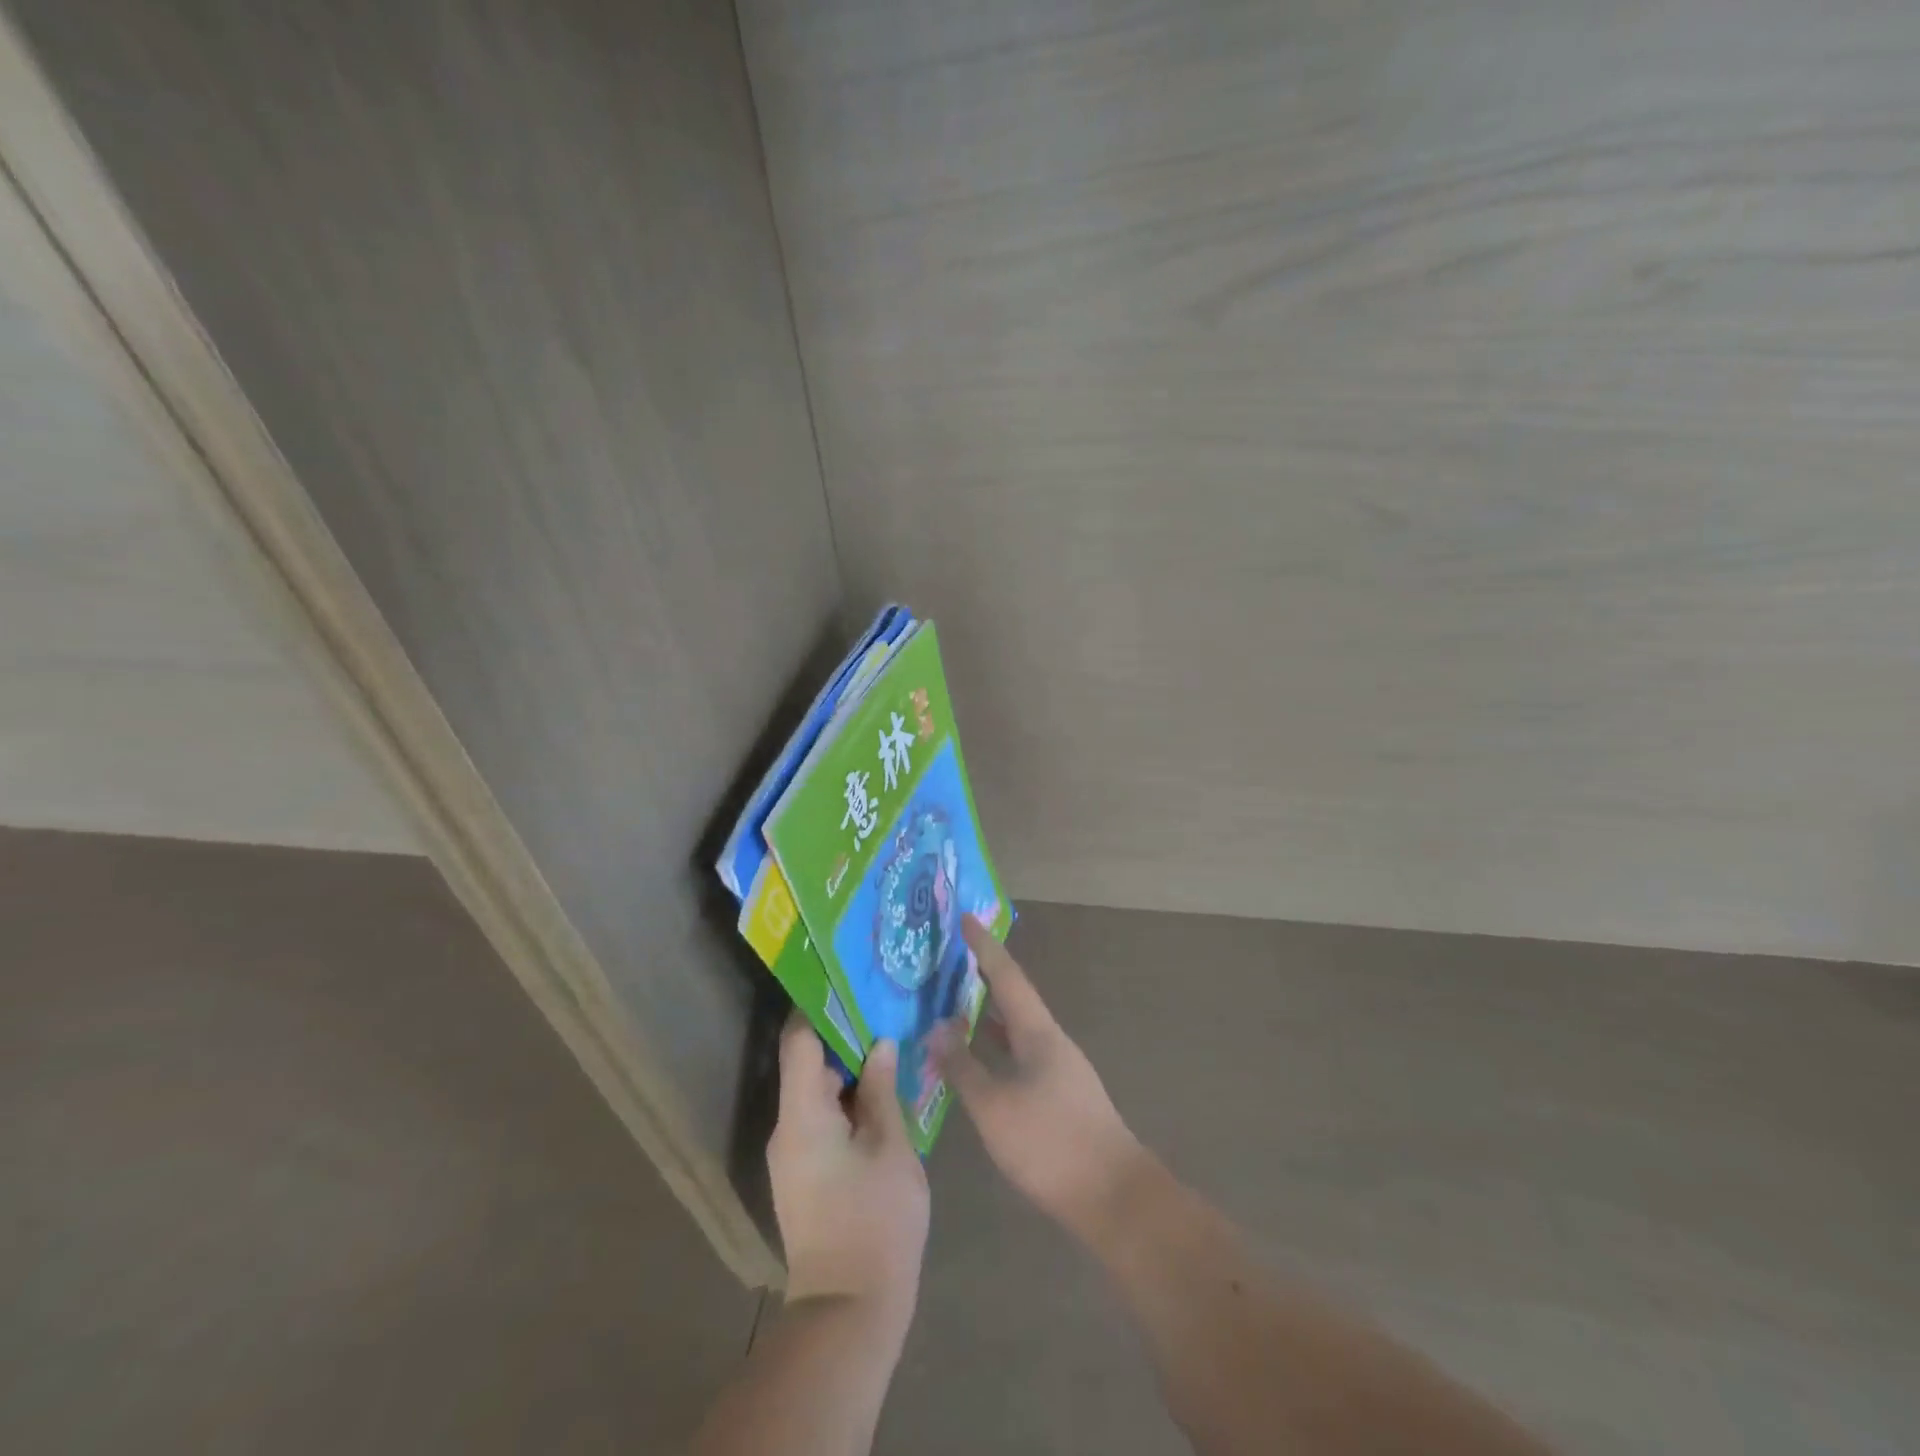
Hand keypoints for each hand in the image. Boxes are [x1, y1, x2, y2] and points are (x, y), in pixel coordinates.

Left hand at [768, 1018, 928, 1330]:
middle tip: (884, 1007)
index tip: (848, 979)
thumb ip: (882, 1090)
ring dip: (850, 1068)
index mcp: (802, 1114)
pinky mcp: (806, 1173)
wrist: (849, 1312)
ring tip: (890, 1040)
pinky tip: (884, 1090)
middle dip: (845, 1035)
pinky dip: (849, 1098)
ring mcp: (794, 1153)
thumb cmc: (875, 1222)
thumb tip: (880, 1044)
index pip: (798, 1040)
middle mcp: (788, 1127)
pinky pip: (823, 1118)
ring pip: (818, 1091)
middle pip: (808, 1062)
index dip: (819, 1005)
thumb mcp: (891, 1148)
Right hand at [932, 917, 1146, 1239]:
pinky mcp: (1059, 1096)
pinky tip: (978, 1061)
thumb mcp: (994, 1106)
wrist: (1114, 1197)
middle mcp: (1051, 1041)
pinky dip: (996, 1047)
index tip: (965, 917)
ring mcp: (1059, 1069)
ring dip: (989, 1013)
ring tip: (955, 1003)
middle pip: (1014, 997)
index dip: (985, 946)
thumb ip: (963, 1066)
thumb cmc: (1050, 1144)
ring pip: (1017, 1029)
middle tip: (951, 958)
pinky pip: (1019, 1055)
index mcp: (1038, 1032)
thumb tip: (938, 1027)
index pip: (1007, 975)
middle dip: (984, 975)